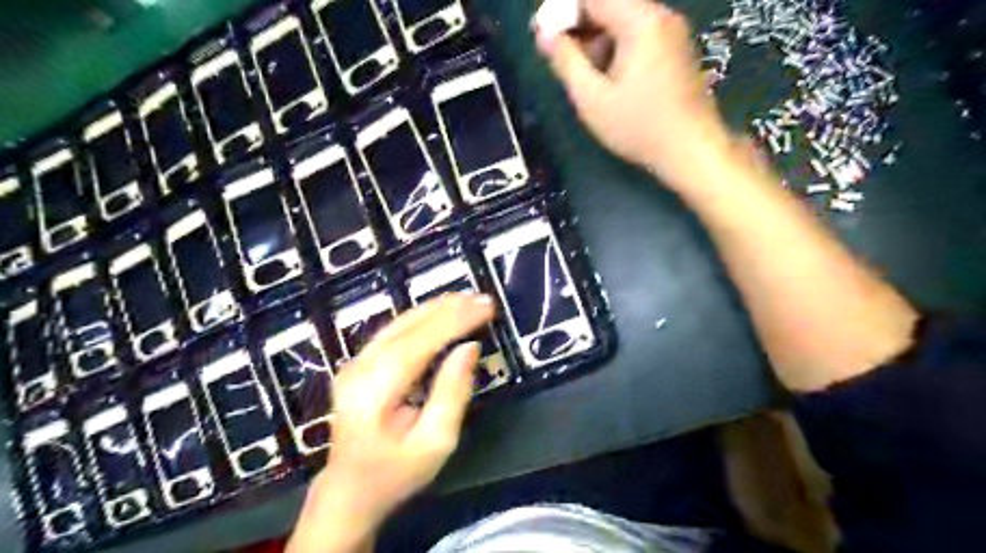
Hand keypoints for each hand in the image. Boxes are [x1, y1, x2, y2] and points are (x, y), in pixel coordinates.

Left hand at [290, 294, 496, 552]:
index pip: (419, 342)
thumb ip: (452, 393)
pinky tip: (442, 312)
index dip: (454, 320)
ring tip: (467, 300)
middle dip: (448, 308)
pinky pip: (394, 330)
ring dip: (436, 308)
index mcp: (375, 391)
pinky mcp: (359, 364)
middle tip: (483, 298)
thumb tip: (469, 348)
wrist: (349, 491)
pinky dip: (422, 317)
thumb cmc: (395, 474)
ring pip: (399, 322)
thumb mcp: (435, 443)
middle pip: (407, 326)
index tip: (486, 307)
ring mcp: (355, 363)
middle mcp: (359, 369)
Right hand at [537, 0, 735, 192]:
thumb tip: (543, 34)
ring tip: (585, 78)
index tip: (545, 38)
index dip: (563, 12)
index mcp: (640, 22)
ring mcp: (671, 33)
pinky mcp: (675, 50)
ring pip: (623, 22)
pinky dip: (616, 50)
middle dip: (580, 28)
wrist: (690, 150)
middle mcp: (660, 16)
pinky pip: (638, 36)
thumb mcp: (592, 98)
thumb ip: (565, 61)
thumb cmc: (638, 127)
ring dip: (597, 42)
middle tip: (562, 61)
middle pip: (609, 5)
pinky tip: (608, 81)